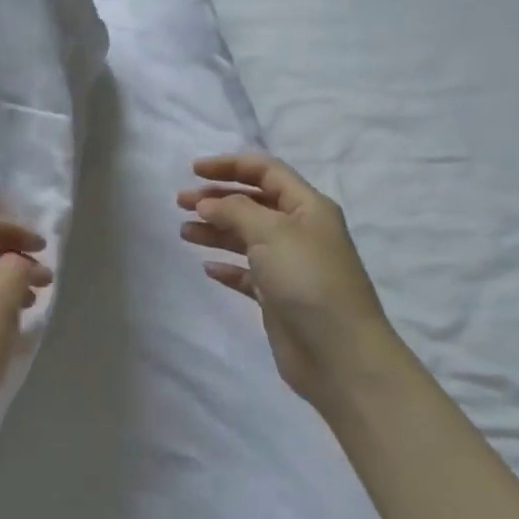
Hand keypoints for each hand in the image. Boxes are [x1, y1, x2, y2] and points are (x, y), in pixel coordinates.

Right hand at [178, 154, 401, 404]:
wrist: (338, 352)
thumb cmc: (308, 280)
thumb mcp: (271, 232)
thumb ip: (235, 210)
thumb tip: (208, 203)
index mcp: (307, 207)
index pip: (266, 172)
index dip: (230, 165)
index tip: (192, 170)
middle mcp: (299, 231)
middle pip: (253, 203)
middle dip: (216, 198)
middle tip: (180, 203)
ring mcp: (289, 265)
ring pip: (245, 237)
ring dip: (215, 230)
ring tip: (184, 232)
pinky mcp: (277, 296)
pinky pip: (246, 273)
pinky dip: (226, 266)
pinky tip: (207, 267)